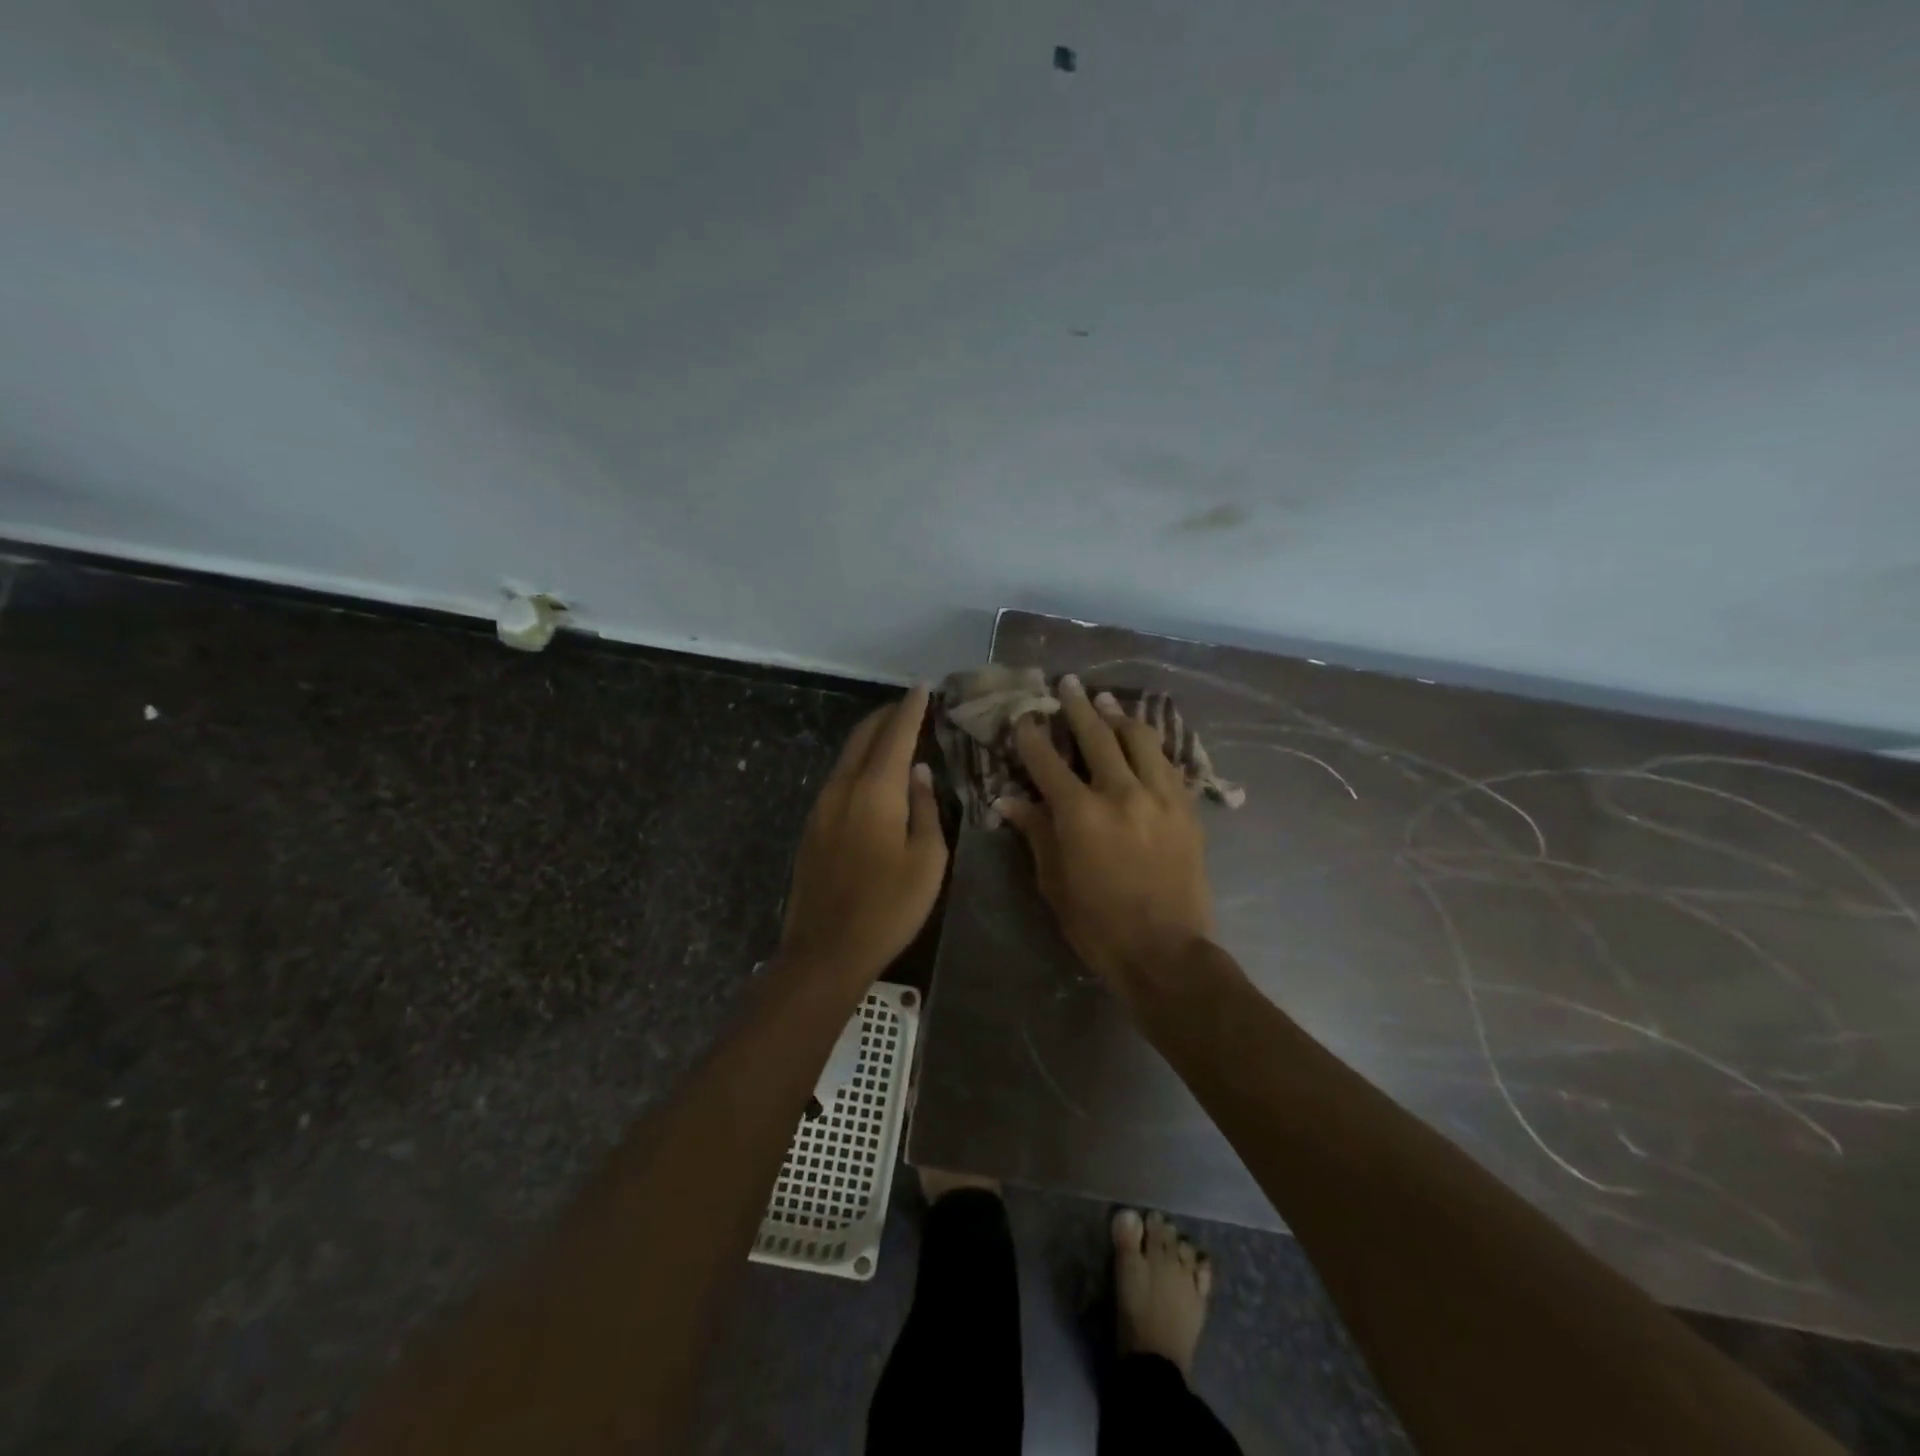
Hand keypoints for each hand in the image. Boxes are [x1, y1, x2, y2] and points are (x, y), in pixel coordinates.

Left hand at [779, 686, 947, 985]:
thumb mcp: (927, 860)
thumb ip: (925, 809)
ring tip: (894, 734)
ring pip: (847, 756)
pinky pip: (838, 779)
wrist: (826, 950)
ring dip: (870, 739)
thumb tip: (920, 772)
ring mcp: (821, 807)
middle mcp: (842, 788)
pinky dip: (859, 763)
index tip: (923, 687)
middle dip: (886, 716)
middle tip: (909, 706)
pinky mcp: (812, 827)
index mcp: (875, 791)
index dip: (910, 709)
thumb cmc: (889, 907)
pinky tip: (872, 775)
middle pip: (863, 737)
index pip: (895, 735)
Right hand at [998, 675, 1215, 1003]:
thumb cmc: (1098, 925)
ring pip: (1140, 740)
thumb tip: (1009, 800)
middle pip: (1097, 736)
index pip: (1048, 761)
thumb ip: (1035, 833)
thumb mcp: (1054, 882)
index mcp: (1080, 813)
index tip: (1024, 717)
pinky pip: (1168, 764)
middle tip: (1068, 684)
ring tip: (1106, 702)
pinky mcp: (1187, 809)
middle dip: (1078, 707)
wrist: (1166, 952)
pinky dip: (1151, 746)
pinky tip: (1144, 739)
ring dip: (1119, 717)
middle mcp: (1121, 793)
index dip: (1032, 736)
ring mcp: (1161, 797)